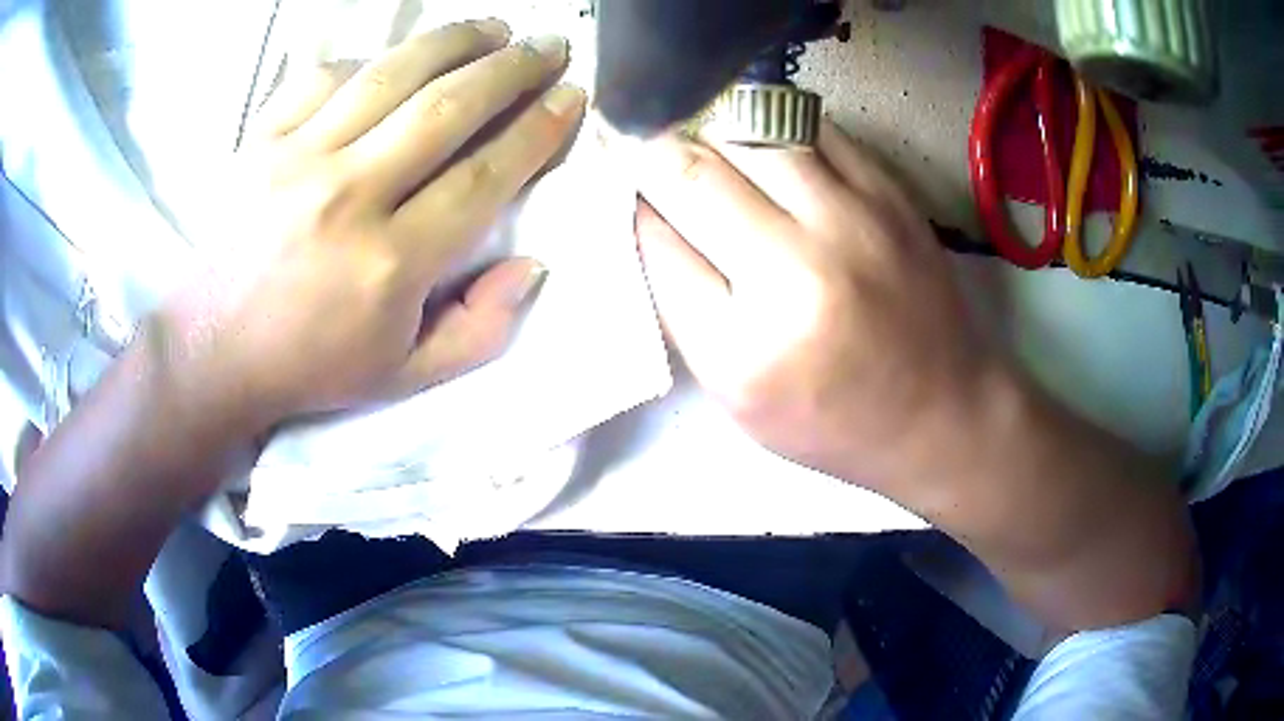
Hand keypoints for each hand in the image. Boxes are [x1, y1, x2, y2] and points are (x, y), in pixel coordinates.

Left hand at [163, 21, 584, 429]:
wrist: (214, 350)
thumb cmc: (311, 365)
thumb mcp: (406, 376)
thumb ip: (480, 329)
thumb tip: (532, 266)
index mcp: (389, 264)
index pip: (483, 175)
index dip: (537, 129)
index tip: (570, 98)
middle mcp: (346, 197)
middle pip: (448, 107)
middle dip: (512, 67)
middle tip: (548, 46)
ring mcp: (296, 158)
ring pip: (391, 74)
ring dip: (454, 41)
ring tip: (493, 29)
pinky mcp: (260, 140)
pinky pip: (325, 76)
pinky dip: (371, 59)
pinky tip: (397, 60)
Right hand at [633, 125, 1198, 629]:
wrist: (942, 411)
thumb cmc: (834, 419)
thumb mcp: (739, 397)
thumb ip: (685, 308)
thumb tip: (646, 217)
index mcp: (746, 349)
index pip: (654, 241)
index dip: (626, 202)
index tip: (615, 182)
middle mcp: (799, 273)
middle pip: (692, 174)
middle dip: (650, 153)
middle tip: (640, 145)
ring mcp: (853, 222)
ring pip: (747, 131)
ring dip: (707, 128)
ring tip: (698, 138)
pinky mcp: (890, 194)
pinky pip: (810, 127)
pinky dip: (768, 124)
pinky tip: (758, 141)